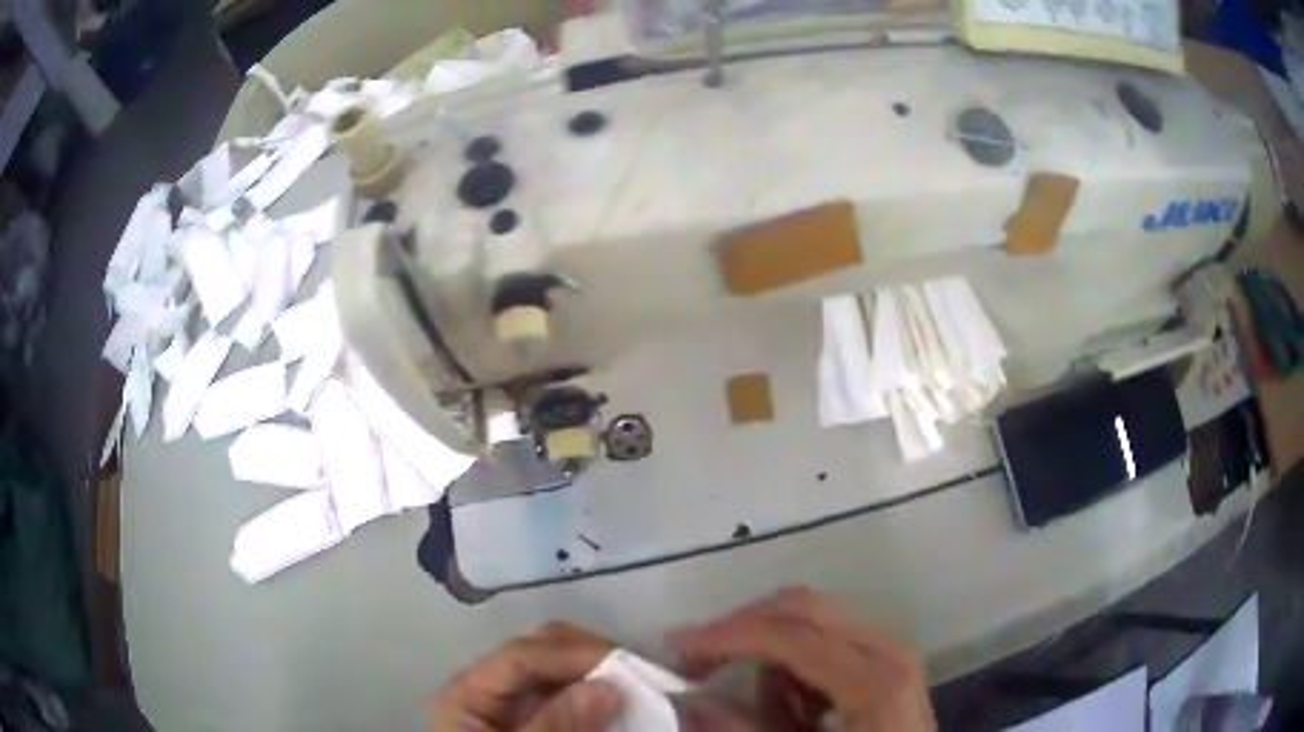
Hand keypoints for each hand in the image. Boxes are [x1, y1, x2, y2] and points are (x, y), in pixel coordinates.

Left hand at [432, 622, 623, 730]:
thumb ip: (558, 725)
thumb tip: (608, 685)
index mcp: (468, 694)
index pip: (522, 655)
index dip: (573, 653)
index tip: (626, 663)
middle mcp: (492, 689)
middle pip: (542, 652)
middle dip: (592, 657)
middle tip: (640, 672)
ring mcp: (519, 705)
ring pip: (563, 671)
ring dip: (602, 674)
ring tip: (643, 683)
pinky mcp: (544, 720)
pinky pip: (574, 696)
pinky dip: (602, 696)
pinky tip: (628, 702)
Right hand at [671, 588, 934, 731]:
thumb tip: (692, 703)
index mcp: (871, 680)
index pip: (788, 635)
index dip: (726, 636)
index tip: (676, 645)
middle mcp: (888, 650)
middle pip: (802, 607)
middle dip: (743, 628)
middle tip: (698, 660)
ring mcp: (893, 649)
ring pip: (814, 621)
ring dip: (774, 654)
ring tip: (770, 711)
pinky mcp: (890, 658)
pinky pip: (831, 639)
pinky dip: (800, 664)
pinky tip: (800, 706)